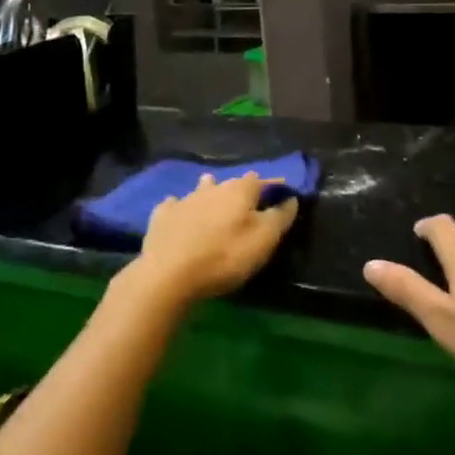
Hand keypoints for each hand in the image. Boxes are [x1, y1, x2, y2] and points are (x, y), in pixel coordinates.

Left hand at [121, 173, 298, 313]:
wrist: (167, 273)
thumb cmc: (223, 257)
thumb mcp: (263, 241)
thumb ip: (279, 218)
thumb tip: (291, 199)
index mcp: (239, 191)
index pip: (262, 181)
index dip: (274, 187)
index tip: (283, 196)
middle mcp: (212, 188)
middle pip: (231, 183)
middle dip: (241, 190)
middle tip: (248, 204)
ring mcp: (184, 199)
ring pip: (202, 189)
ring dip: (210, 192)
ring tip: (214, 198)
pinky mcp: (162, 215)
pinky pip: (175, 205)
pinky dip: (181, 207)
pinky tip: (179, 213)